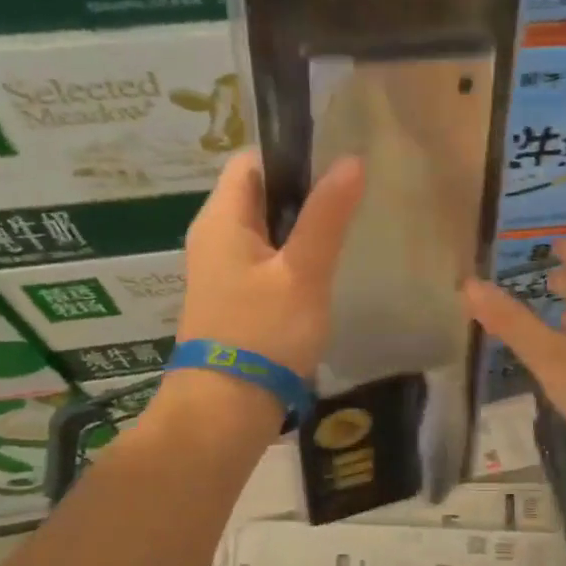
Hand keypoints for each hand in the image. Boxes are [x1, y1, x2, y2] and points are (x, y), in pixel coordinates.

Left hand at [176, 150, 365, 378]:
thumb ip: (327, 216)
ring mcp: (221, 270)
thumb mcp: (303, 272)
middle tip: (351, 200)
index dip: (293, 156)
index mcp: (221, 218)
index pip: (252, 161)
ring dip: (301, 230)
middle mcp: (213, 237)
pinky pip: (264, 262)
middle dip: (304, 194)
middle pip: (260, 195)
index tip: (337, 165)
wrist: (225, 408)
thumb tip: (351, 159)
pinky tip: (322, 274)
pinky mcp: (233, 299)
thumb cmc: (263, 333)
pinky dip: (292, 260)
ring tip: (346, 233)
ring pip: (265, 231)